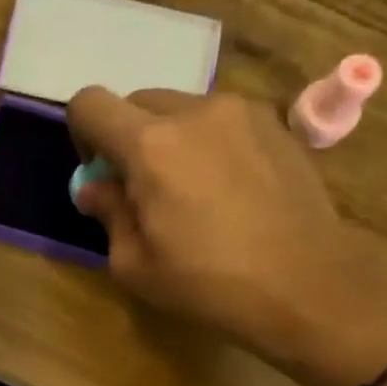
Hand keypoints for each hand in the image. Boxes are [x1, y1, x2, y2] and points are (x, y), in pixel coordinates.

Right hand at [67, 88, 386, 385]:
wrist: (304, 284)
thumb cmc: (207, 283)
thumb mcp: (135, 265)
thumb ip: (108, 213)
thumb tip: (95, 188)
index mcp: (150, 146)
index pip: (90, 104)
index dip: (82, 134)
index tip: (99, 173)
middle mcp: (194, 112)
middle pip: (137, 102)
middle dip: (127, 137)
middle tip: (141, 188)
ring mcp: (241, 112)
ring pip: (182, 109)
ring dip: (170, 139)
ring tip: (190, 190)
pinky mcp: (276, 124)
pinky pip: (222, 121)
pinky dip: (209, 143)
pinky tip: (228, 190)